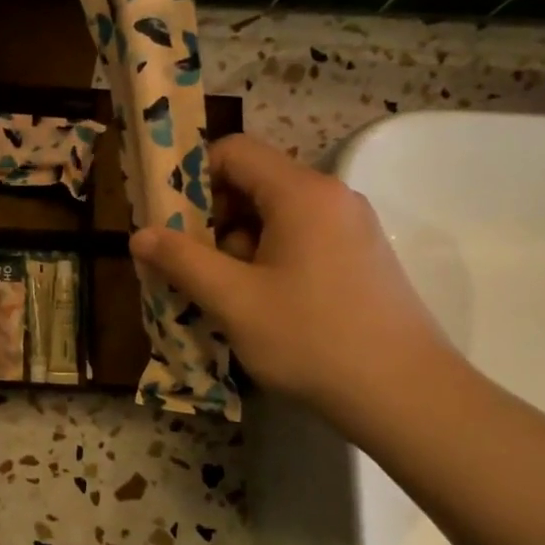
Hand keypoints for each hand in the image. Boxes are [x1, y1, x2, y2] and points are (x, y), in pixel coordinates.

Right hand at [130, 134, 453, 433]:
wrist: (404, 394)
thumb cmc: (310, 338)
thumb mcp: (233, 300)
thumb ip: (181, 260)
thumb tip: (139, 235)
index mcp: (301, 192)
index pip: (234, 151)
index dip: (191, 177)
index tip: (169, 221)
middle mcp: (331, 197)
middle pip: (254, 184)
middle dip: (211, 219)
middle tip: (188, 266)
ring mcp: (351, 227)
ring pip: (276, 217)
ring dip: (237, 246)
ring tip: (220, 295)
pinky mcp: (361, 258)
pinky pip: (300, 241)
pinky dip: (268, 261)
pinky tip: (258, 306)